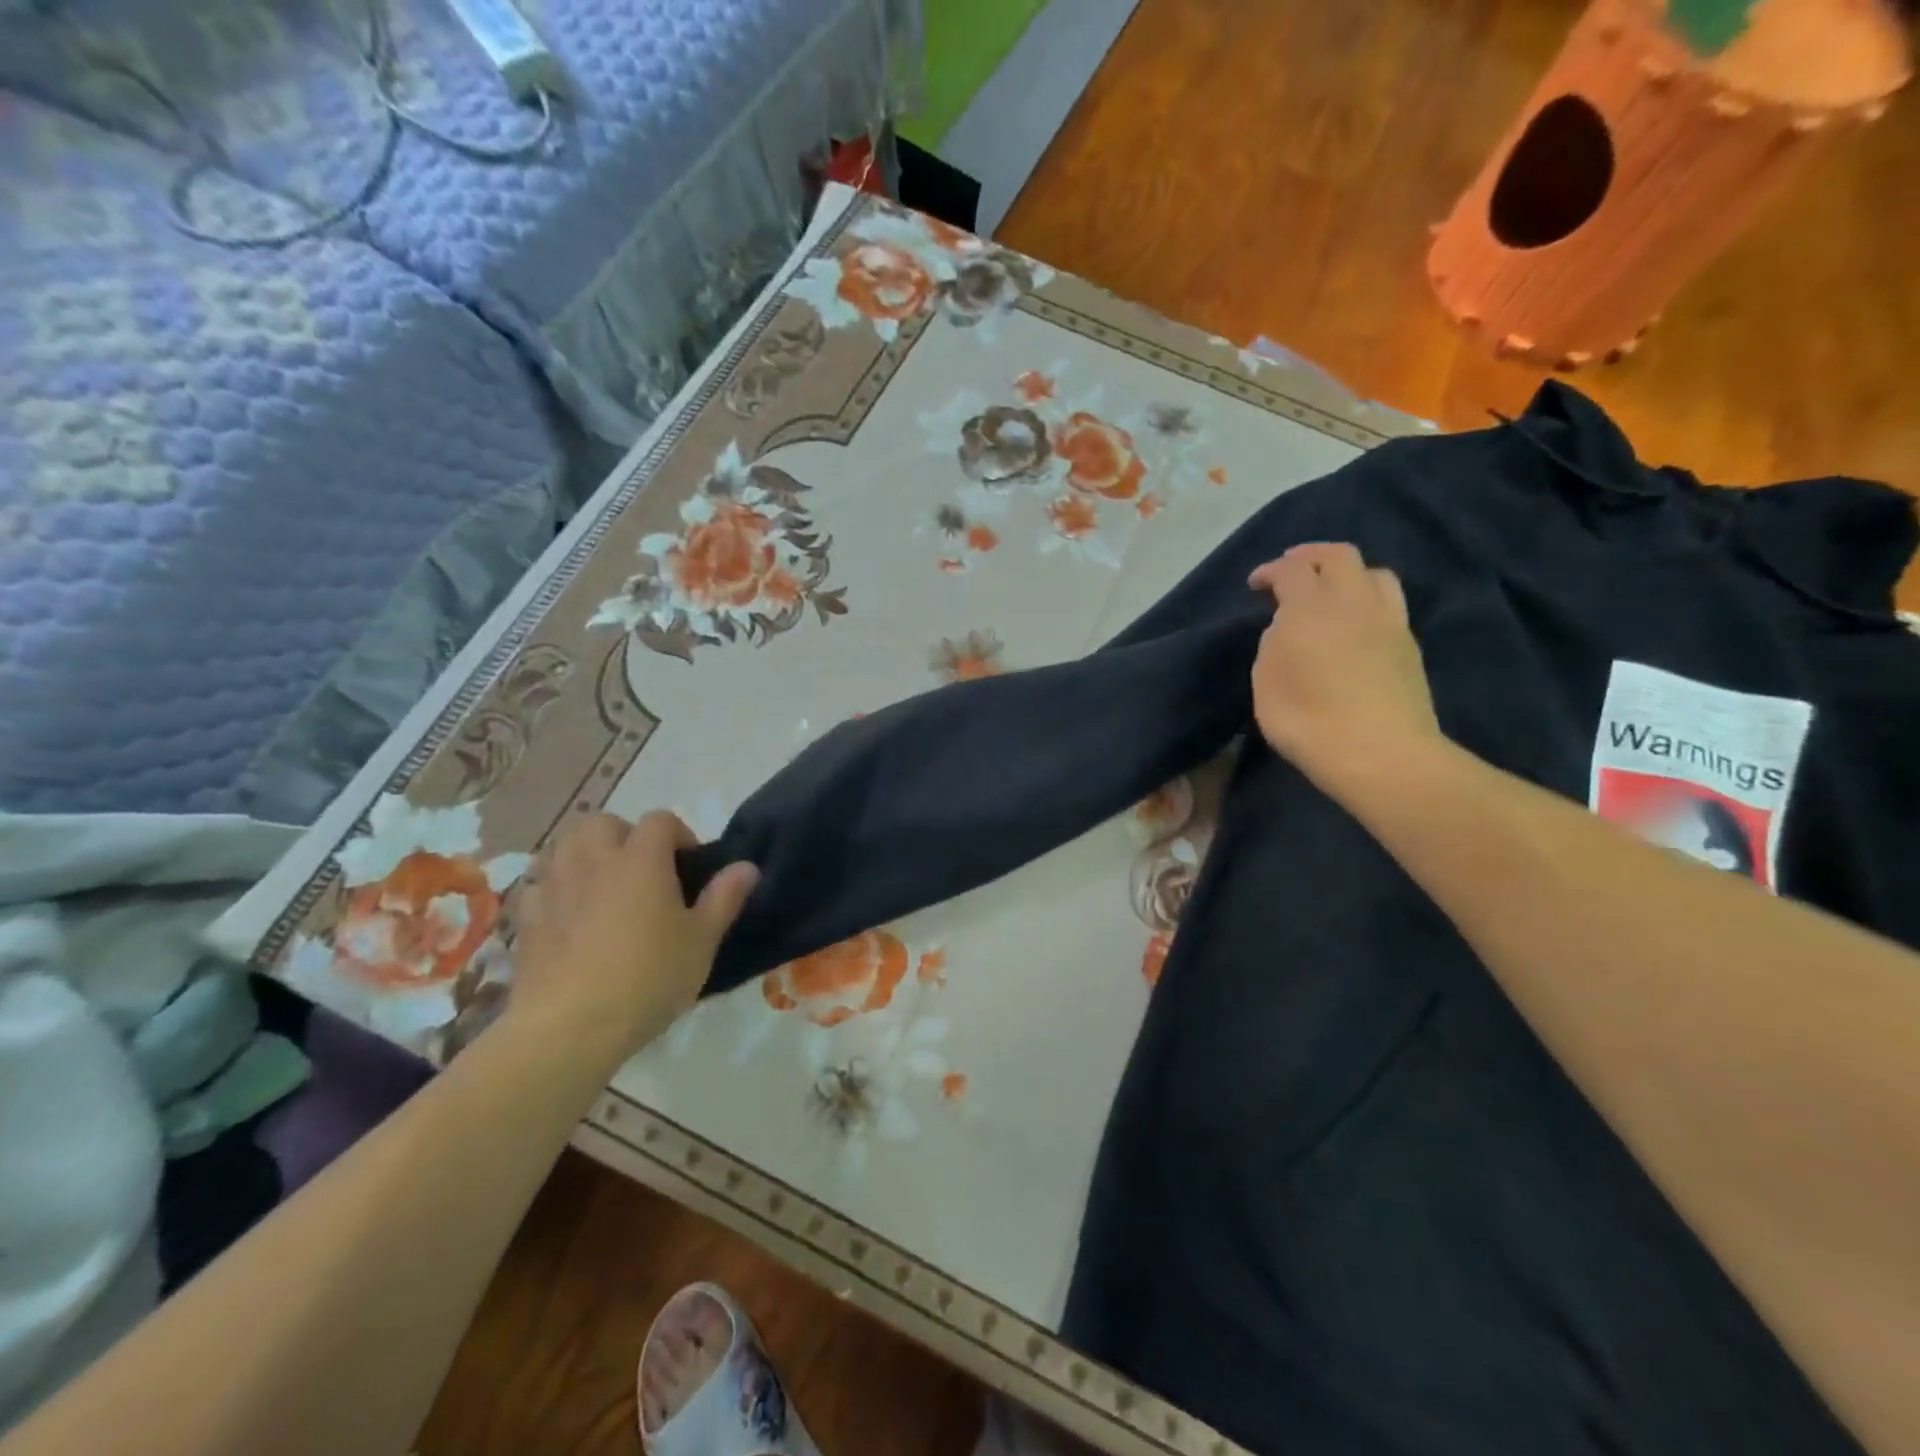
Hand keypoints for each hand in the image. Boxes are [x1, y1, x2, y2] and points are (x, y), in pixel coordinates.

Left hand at [509, 811, 757, 1057]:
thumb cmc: (648, 978)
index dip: (679, 834)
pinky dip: (553, 889)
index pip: (660, 820)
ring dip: (584, 855)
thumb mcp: (702, 941)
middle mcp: (594, 861)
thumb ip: (725, 898)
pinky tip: (567, 916)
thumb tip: (747, 866)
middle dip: (623, 835)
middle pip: (602, 822)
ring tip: (603, 886)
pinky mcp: (525, 919)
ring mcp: (554, 887)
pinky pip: (537, 886)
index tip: (689, 867)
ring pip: (563, 846)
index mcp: (641, 859)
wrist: (569, 1026)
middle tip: (642, 871)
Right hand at [1248, 543, 1441, 801]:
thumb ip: (1272, 646)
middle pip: (1338, 556)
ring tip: (1330, 590)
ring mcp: (1388, 620)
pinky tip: (1355, 621)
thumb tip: (1286, 629)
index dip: (1270, 571)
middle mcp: (1353, 602)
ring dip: (1347, 573)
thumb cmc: (1308, 722)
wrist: (1380, 754)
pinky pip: (1389, 602)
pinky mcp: (1408, 643)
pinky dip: (1367, 598)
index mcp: (1310, 608)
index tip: (1255, 584)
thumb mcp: (1265, 685)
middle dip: (1310, 556)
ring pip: (1373, 573)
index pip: (1291, 570)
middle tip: (1291, 570)